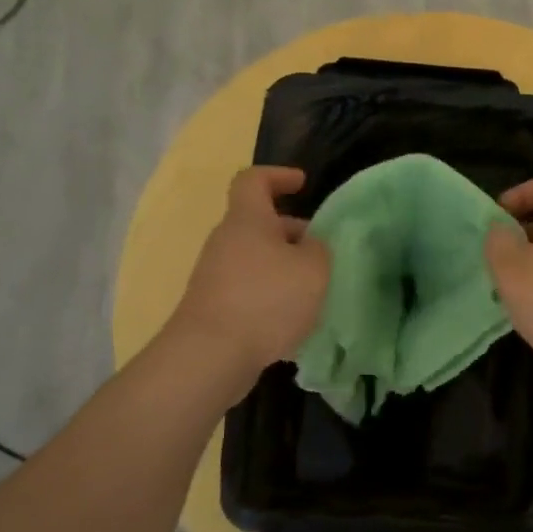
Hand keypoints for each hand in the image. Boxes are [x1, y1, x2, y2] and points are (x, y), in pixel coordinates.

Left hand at [168, 167, 329, 378]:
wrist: (211, 355)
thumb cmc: (266, 300)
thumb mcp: (313, 270)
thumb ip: (319, 250)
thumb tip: (311, 247)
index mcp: (248, 220)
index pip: (254, 180)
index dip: (278, 176)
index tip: (302, 183)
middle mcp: (226, 242)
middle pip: (259, 225)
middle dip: (292, 234)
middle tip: (321, 252)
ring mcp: (215, 276)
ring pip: (256, 260)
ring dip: (284, 269)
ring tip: (313, 292)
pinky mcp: (213, 307)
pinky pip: (249, 291)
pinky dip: (271, 298)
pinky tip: (292, 323)